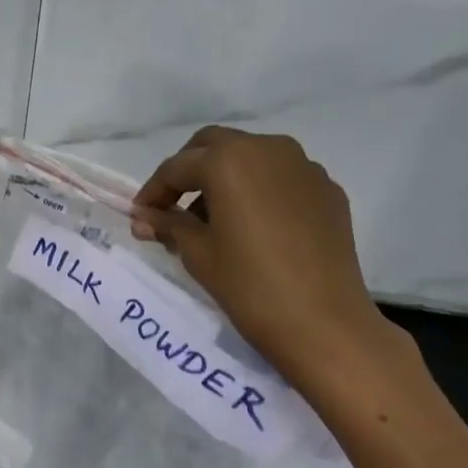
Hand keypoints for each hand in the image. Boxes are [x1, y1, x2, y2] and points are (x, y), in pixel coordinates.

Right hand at [131, 126, 405, 399]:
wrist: (323, 322)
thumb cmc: (249, 286)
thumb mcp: (198, 254)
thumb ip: (168, 225)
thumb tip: (144, 217)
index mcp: (229, 160)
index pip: (177, 167)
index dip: (153, 191)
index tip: (140, 216)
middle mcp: (268, 149)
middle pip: (215, 146)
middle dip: (189, 170)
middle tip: (173, 204)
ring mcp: (304, 167)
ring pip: (252, 156)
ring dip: (226, 176)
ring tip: (214, 219)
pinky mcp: (328, 190)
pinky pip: (282, 178)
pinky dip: (260, 191)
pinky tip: (254, 227)